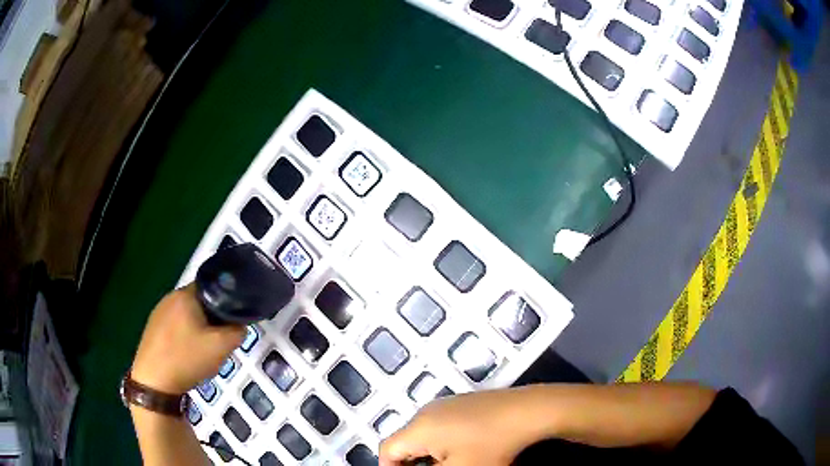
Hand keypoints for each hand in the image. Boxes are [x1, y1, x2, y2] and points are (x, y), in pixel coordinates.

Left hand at [130, 284, 244, 393]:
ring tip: (204, 349)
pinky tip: (187, 353)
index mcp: (185, 295)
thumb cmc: (186, 359)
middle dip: (213, 318)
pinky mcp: (152, 327)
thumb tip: (240, 325)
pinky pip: (176, 324)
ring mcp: (158, 312)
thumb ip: (237, 332)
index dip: (227, 302)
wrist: (154, 382)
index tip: (233, 322)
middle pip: (200, 301)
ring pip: (187, 314)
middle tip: (220, 339)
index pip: (213, 286)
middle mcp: (170, 297)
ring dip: (199, 327)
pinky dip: (185, 334)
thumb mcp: (221, 348)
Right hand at [380, 388, 537, 465]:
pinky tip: (463, 452)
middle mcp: (426, 412)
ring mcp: (445, 405)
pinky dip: (441, 443)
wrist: (526, 412)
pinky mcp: (461, 403)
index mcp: (418, 428)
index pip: (387, 450)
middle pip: (404, 443)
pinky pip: (438, 426)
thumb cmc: (490, 445)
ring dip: (427, 455)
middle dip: (412, 464)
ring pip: (422, 435)